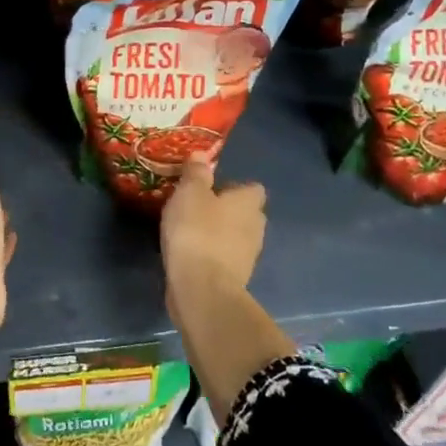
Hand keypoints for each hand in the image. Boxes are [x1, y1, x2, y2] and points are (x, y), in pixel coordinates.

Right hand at [161, 156, 266, 311]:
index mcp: (249, 203)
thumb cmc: (197, 232)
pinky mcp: (235, 278)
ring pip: (235, 236)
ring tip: (189, 230)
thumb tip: (202, 155)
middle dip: (225, 210)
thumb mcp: (190, 193)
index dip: (233, 186)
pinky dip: (211, 254)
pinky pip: (224, 258)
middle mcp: (255, 226)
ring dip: (218, 233)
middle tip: (196, 207)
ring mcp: (248, 255)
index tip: (210, 188)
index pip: (252, 188)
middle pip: (245, 212)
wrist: (202, 289)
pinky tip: (190, 253)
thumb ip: (196, 173)